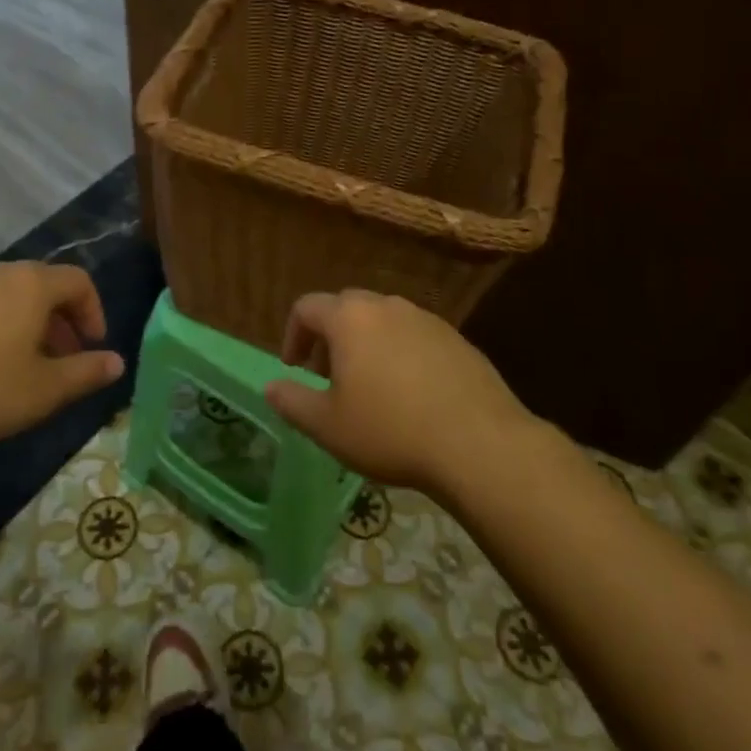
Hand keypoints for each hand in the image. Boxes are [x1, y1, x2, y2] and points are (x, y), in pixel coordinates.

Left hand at [0, 262, 123, 456]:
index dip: (93, 311)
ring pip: (0, 295)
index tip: (93, 347)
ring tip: (14, 365)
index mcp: (29, 285)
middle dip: (57, 321)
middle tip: (59, 361)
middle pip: (38, 285)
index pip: (78, 281)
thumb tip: (117, 362)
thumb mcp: (42, 391)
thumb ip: (85, 374)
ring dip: (19, 323)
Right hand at [264, 289, 550, 495]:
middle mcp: (386, 306)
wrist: (479, 444)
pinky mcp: (456, 338)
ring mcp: (425, 319)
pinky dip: (400, 352)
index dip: (293, 335)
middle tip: (328, 375)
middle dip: (329, 336)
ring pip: (383, 320)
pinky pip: (414, 335)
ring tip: (369, 385)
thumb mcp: (328, 426)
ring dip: (366, 343)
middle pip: (346, 307)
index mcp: (349, 318)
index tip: (295, 369)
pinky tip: (410, 393)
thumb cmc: (391, 431)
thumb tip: (270, 387)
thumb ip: (292, 401)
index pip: (306, 307)